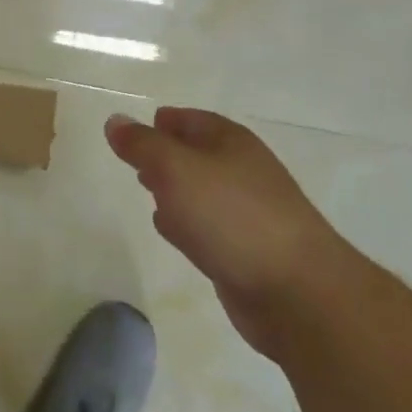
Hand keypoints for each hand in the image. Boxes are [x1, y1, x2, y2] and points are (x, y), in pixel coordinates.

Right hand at [104, 107, 354, 356]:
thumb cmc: (231, 216)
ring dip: (175, 189)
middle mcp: (242, 171)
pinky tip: (171, 231)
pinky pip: (208, 227)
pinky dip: (187, 223)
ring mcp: (248, 213)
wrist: (296, 292)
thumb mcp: (175, 169)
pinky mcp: (247, 252)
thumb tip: (114, 121)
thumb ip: (141, 145)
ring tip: (148, 191)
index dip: (162, 121)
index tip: (133, 129)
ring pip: (201, 191)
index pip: (190, 119)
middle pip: (197, 154)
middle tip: (136, 160)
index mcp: (230, 142)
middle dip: (166, 155)